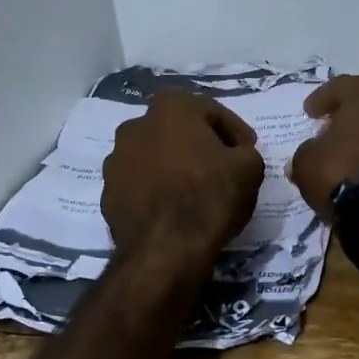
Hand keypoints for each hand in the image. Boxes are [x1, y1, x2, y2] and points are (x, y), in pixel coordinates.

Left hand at [102, 92, 264, 261]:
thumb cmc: (209, 197)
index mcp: (170, 107)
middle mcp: (136, 125)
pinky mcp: (108, 192)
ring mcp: (116, 160)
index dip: (236, 133)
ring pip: (156, 156)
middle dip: (201, 145)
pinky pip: (141, 183)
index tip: (248, 152)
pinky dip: (157, 189)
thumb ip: (245, 151)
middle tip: (223, 168)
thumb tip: (236, 155)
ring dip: (175, 167)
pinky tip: (174, 209)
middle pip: (179, 131)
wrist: (165, 251)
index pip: (213, 112)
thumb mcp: (250, 168)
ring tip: (196, 191)